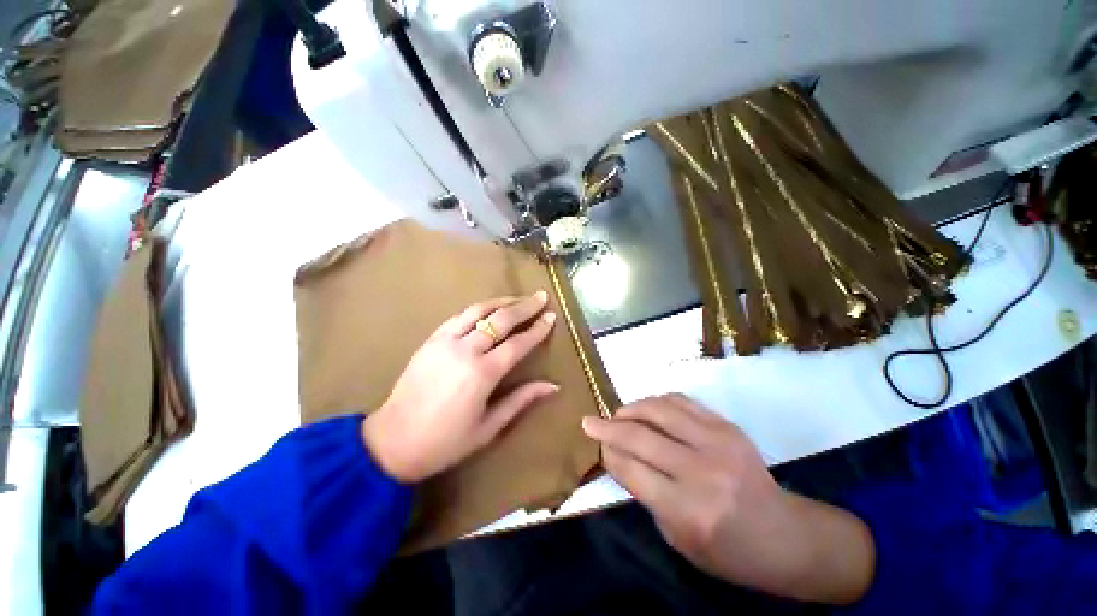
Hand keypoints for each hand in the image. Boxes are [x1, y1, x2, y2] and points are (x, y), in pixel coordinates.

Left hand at [362, 293, 557, 482]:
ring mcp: (445, 341)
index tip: (552, 317)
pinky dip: (478, 309)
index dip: (537, 329)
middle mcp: (465, 350)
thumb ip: (521, 400)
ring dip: (501, 301)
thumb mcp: (489, 427)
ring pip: (478, 310)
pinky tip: (488, 308)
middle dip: (524, 307)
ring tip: (518, 297)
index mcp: (482, 374)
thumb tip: (553, 386)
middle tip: (541, 297)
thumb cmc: (445, 442)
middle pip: (501, 319)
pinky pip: (458, 316)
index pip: (518, 343)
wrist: (391, 442)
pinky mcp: (430, 340)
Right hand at [582, 394, 874, 604]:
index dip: (607, 452)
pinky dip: (656, 401)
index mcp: (688, 510)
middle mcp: (701, 471)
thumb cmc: (728, 552)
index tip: (595, 444)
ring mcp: (718, 442)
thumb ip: (644, 493)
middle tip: (590, 421)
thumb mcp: (677, 538)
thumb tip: (617, 455)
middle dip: (608, 426)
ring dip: (630, 408)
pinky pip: (681, 401)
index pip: (631, 468)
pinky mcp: (727, 426)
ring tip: (618, 414)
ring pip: (658, 410)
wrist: (785, 536)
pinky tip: (647, 408)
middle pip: (640, 435)